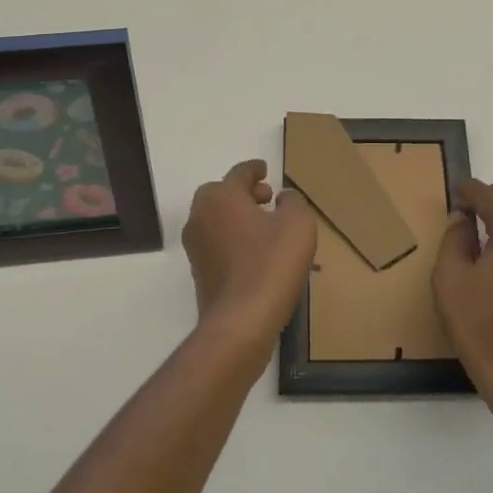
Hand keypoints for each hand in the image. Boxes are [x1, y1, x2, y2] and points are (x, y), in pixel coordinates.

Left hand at [182, 160, 316, 344]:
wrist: (240, 322)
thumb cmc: (271, 264)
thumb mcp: (297, 224)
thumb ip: (293, 201)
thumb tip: (283, 197)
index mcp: (221, 196)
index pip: (240, 173)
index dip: (255, 169)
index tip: (265, 170)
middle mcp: (200, 215)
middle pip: (223, 194)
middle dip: (245, 193)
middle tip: (267, 198)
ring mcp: (195, 246)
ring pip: (218, 220)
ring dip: (239, 217)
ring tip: (266, 227)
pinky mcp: (199, 272)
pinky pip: (217, 244)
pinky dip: (234, 240)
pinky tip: (256, 254)